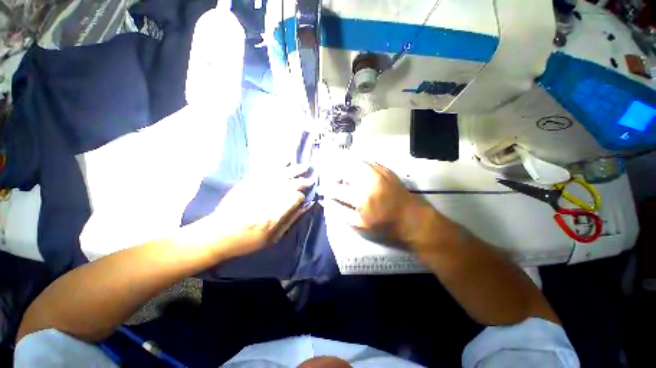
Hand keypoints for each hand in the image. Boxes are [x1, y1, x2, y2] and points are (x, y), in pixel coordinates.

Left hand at [181, 166, 312, 258]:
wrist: (217, 234)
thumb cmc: (247, 240)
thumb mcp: (272, 238)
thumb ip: (290, 220)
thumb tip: (305, 206)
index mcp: (273, 216)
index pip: (294, 198)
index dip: (301, 196)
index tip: (303, 197)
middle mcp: (266, 199)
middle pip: (289, 185)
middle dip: (302, 181)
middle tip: (311, 178)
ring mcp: (256, 188)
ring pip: (280, 175)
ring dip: (294, 170)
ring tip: (305, 166)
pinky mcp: (247, 182)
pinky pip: (266, 171)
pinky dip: (277, 166)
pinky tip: (285, 162)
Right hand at [323, 159, 439, 246]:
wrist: (413, 219)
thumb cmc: (385, 226)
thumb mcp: (360, 226)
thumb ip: (340, 212)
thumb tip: (325, 201)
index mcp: (360, 197)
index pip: (336, 188)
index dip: (327, 188)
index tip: (325, 190)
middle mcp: (368, 181)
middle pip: (343, 169)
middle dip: (334, 173)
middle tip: (334, 180)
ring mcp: (378, 172)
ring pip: (354, 161)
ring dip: (345, 165)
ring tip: (343, 174)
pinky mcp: (385, 169)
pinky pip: (367, 160)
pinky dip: (357, 163)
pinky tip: (355, 169)